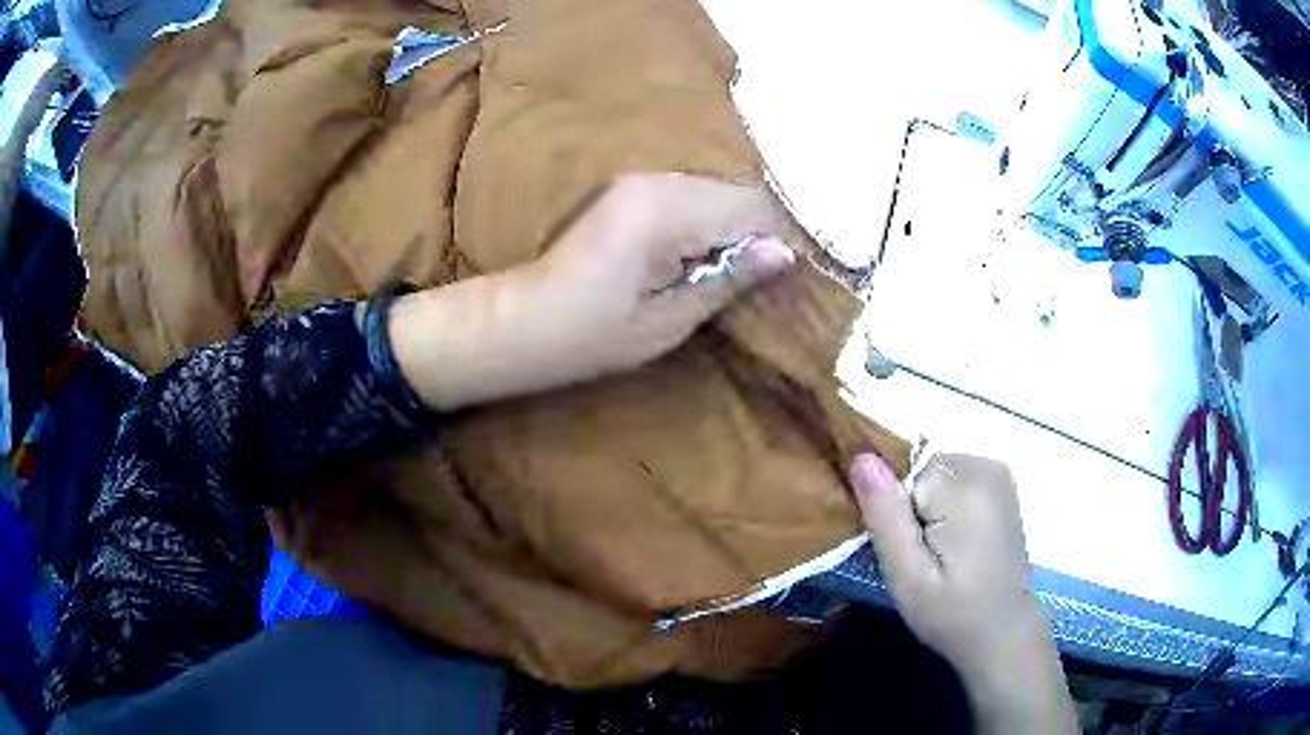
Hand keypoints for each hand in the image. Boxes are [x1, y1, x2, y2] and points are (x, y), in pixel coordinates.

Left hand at [389, 173, 795, 410]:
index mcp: (666, 212)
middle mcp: (658, 181)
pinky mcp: (634, 189)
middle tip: (769, 280)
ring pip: (720, 193)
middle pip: (740, 193)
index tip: (795, 277)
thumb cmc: (592, 335)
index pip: (755, 207)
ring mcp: (643, 180)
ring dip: (737, 229)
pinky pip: (695, 198)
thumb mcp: (668, 321)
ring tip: (738, 274)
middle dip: (762, 233)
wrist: (524, 321)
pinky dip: (712, 224)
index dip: (783, 239)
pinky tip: (708, 258)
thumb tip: (784, 254)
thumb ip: (728, 280)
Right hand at [849, 453, 1076, 733]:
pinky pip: (952, 480)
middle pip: (919, 469)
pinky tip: (952, 543)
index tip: (899, 548)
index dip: (891, 508)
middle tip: (915, 557)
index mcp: (965, 488)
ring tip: (934, 554)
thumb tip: (861, 457)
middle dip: (908, 507)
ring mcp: (998, 472)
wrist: (1003, 632)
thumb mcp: (907, 578)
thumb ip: (885, 517)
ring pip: (933, 474)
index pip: (901, 470)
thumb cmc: (952, 614)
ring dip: (925, 507)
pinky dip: (943, 506)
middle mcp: (985, 466)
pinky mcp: (1000, 484)